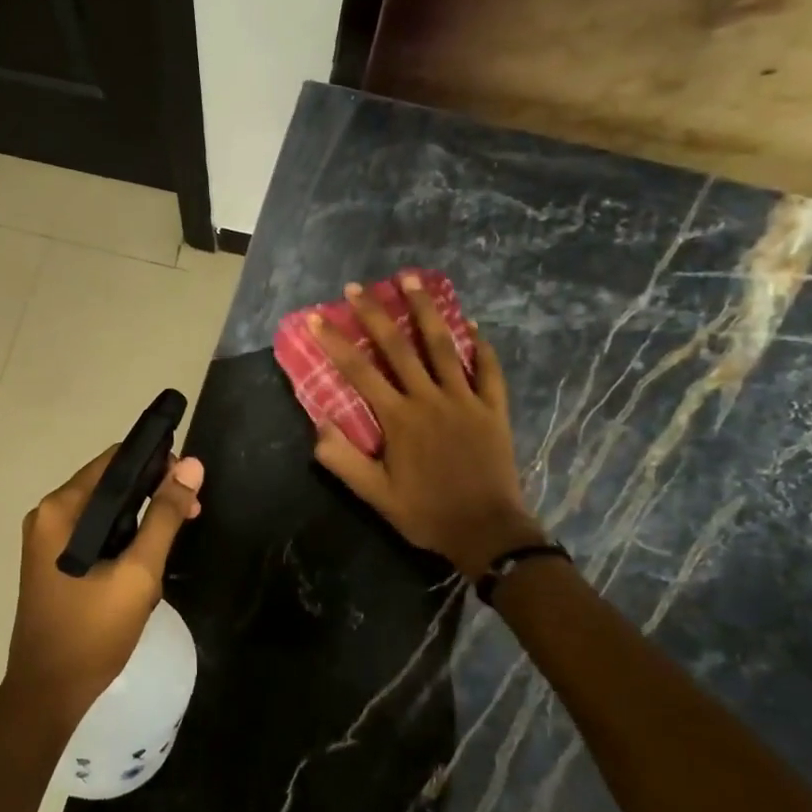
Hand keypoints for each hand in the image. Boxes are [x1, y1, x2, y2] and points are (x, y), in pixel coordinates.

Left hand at [6, 446, 205, 732]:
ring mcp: (48, 541)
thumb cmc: (92, 633)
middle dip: (152, 494)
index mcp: (61, 509)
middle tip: (192, 515)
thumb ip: (165, 517)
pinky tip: (145, 564)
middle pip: (110, 485)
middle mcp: (49, 516)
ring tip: (172, 545)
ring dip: (141, 521)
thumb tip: (191, 465)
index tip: (189, 481)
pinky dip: (123, 540)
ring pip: (106, 512)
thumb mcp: (139, 573)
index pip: (114, 461)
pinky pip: (95, 535)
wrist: (48, 696)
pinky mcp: (54, 563)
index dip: (155, 462)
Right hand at [310, 274, 540, 578]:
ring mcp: (465, 400)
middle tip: (358, 286)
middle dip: (375, 313)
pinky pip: (488, 369)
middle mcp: (430, 399)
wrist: (487, 532)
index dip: (336, 343)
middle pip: (398, 347)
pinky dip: (480, 345)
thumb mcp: (375, 495)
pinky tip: (471, 324)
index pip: (359, 372)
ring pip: (443, 346)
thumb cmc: (426, 513)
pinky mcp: (493, 409)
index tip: (318, 318)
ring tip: (411, 279)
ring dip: (426, 310)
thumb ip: (343, 460)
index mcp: (399, 419)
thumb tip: (318, 424)